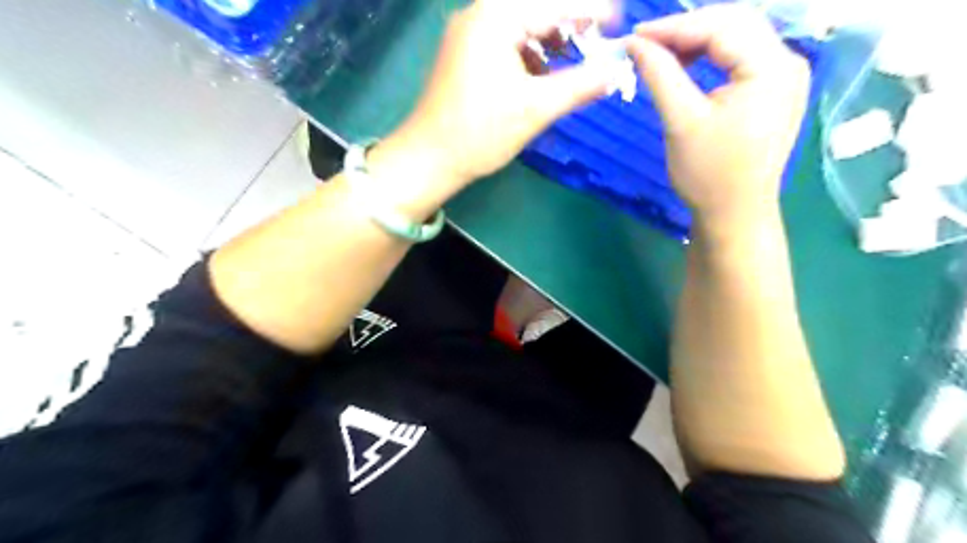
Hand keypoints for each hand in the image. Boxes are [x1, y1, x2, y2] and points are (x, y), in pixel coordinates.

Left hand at [381, 0, 614, 191]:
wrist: (429, 158)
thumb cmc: (480, 132)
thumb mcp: (536, 109)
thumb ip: (580, 85)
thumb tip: (617, 71)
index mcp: (496, 17)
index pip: (555, 4)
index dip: (591, 11)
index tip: (621, 20)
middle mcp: (480, 14)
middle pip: (537, 10)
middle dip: (570, 25)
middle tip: (599, 43)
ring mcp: (469, 34)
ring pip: (522, 26)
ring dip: (551, 40)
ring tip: (577, 59)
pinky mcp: (465, 54)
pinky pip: (506, 42)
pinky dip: (530, 53)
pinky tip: (545, 73)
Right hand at [627, 4, 808, 233]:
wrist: (733, 213)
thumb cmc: (708, 172)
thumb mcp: (681, 121)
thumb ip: (660, 75)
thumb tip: (634, 44)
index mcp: (772, 67)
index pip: (722, 26)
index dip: (674, 27)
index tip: (634, 37)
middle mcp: (788, 62)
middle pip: (735, 25)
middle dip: (686, 30)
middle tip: (645, 44)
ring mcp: (784, 77)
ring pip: (738, 39)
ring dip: (698, 42)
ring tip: (661, 55)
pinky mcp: (774, 91)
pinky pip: (741, 59)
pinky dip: (711, 58)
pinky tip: (687, 66)